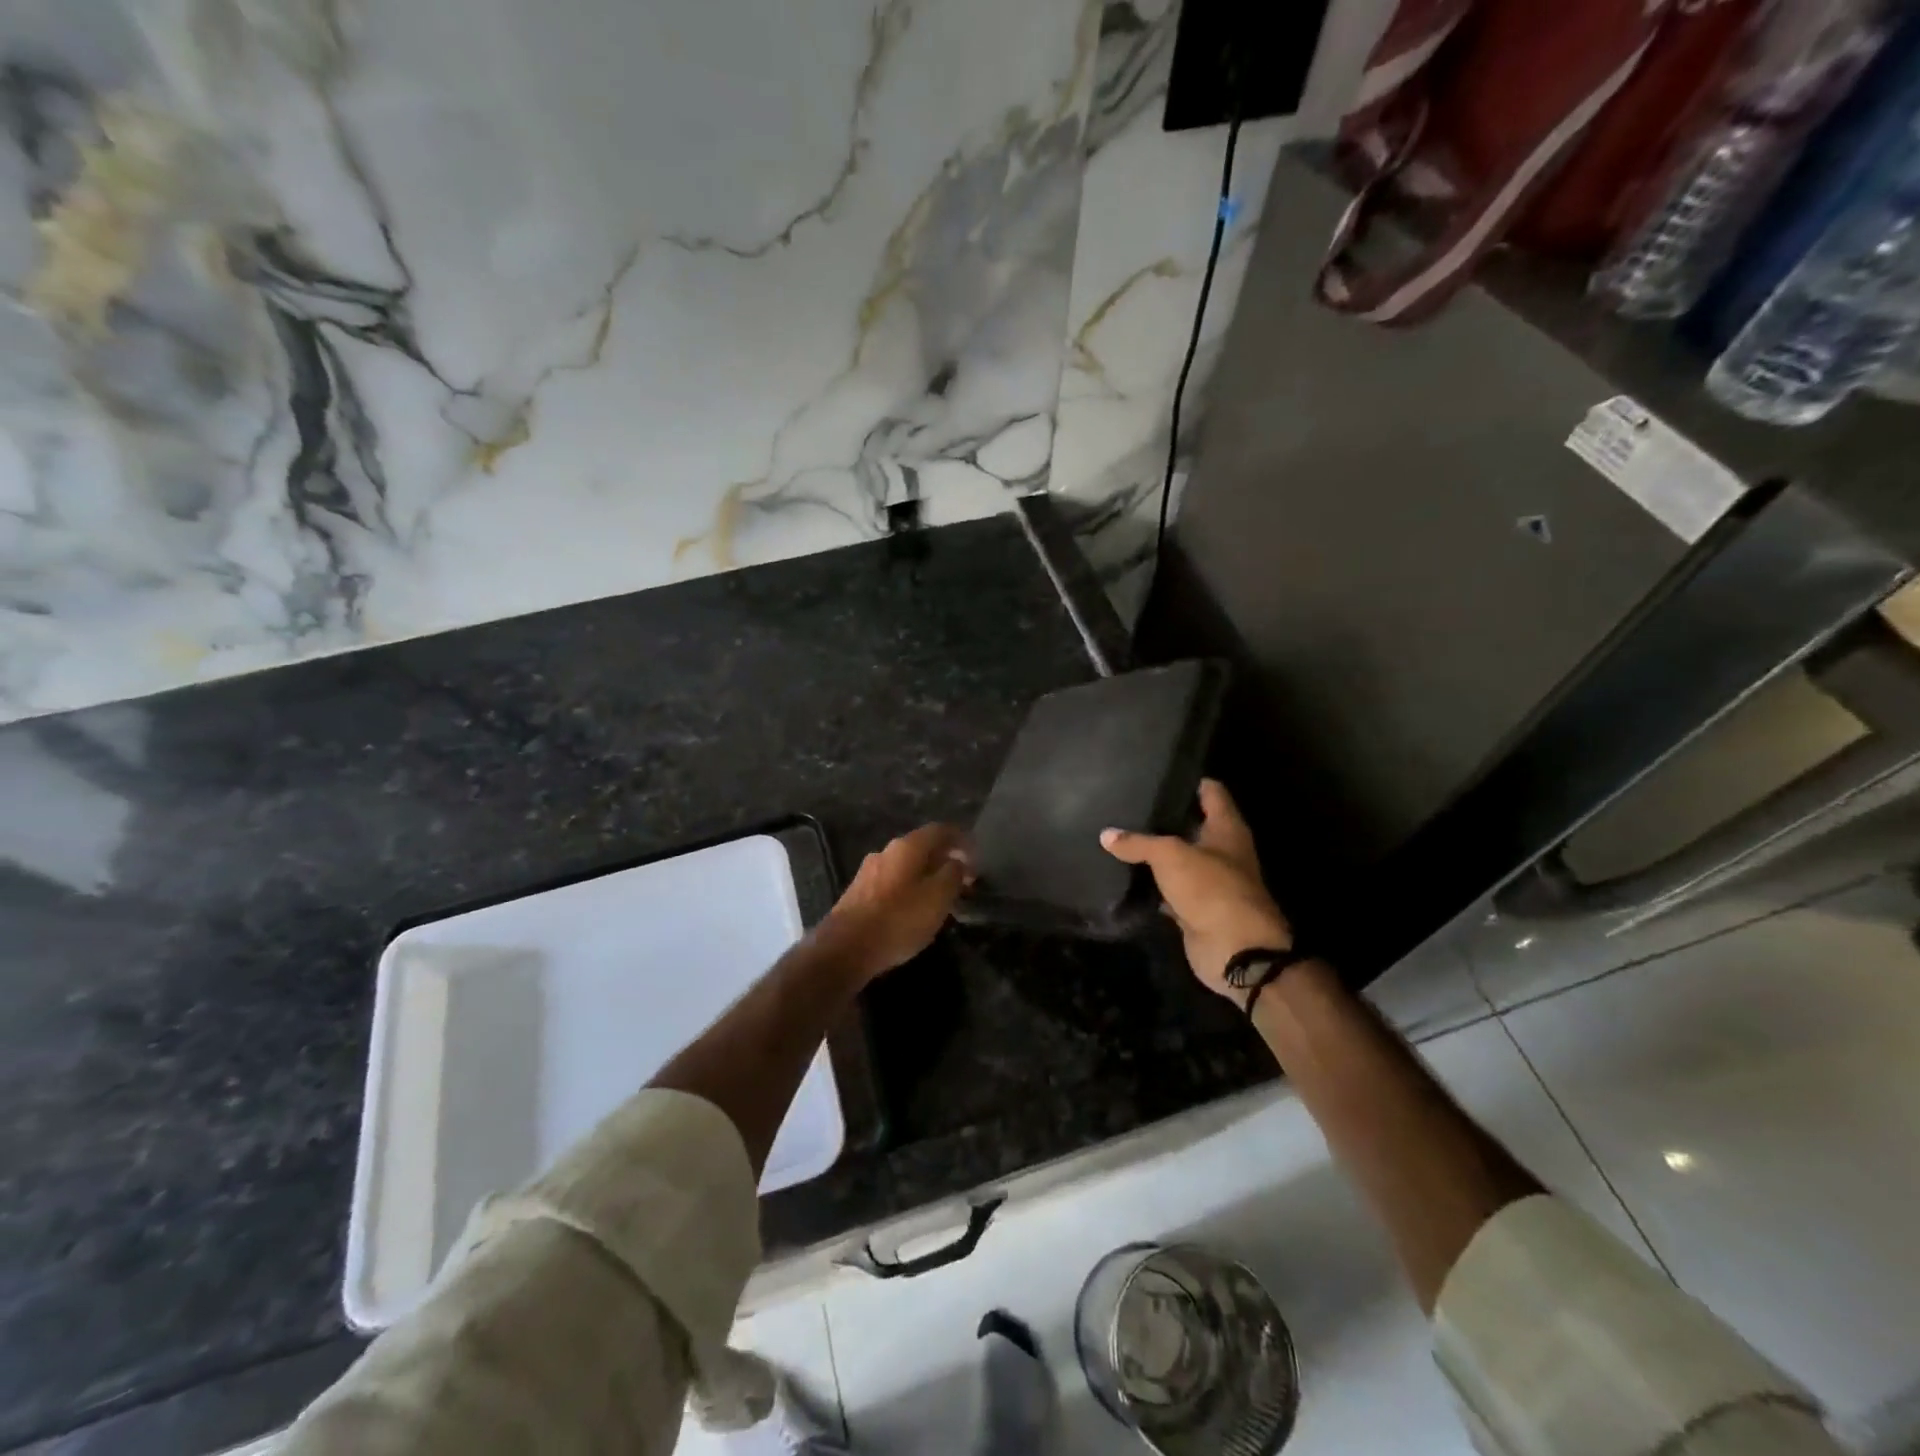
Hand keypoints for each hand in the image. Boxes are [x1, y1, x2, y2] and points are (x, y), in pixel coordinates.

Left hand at [817, 824, 970, 982]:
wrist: (846, 947)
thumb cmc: (899, 919)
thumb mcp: (938, 897)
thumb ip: (953, 874)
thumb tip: (957, 863)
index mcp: (907, 846)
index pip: (941, 830)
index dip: (962, 840)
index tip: (977, 856)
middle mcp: (886, 851)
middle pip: (923, 846)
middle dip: (946, 859)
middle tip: (964, 879)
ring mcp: (869, 871)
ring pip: (907, 865)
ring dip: (928, 875)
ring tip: (943, 896)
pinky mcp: (859, 892)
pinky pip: (894, 881)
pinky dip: (911, 887)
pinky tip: (916, 908)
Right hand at [1101, 779, 1290, 1002]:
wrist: (1235, 950)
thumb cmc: (1211, 889)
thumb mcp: (1171, 856)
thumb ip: (1139, 842)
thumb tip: (1106, 834)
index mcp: (1227, 830)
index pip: (1211, 793)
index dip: (1190, 780)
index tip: (1160, 771)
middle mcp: (1221, 852)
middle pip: (1192, 826)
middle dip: (1164, 817)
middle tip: (1129, 803)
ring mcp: (1209, 882)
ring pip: (1178, 860)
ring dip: (1155, 853)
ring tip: (1120, 835)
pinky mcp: (1194, 909)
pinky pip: (1168, 891)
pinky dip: (1151, 886)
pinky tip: (1124, 876)